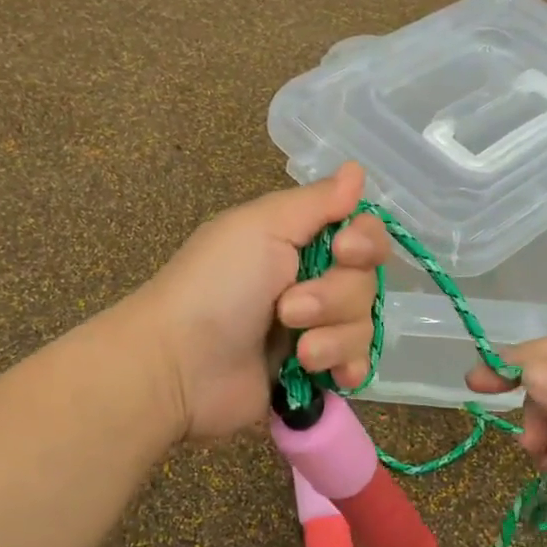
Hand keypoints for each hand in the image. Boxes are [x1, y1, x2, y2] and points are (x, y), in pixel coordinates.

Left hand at [133, 162, 389, 440]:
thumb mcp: (261, 227)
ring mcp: (315, 330)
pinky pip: (357, 366)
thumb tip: (357, 170)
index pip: (363, 234)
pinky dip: (348, 368)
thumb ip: (316, 201)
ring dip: (334, 338)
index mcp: (299, 241)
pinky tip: (332, 376)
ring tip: (298, 353)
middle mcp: (313, 281)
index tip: (343, 251)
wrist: (180, 365)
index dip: (365, 242)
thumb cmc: (217, 286)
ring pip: (363, 326)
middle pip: (366, 283)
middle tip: (288, 309)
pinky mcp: (314, 374)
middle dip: (334, 298)